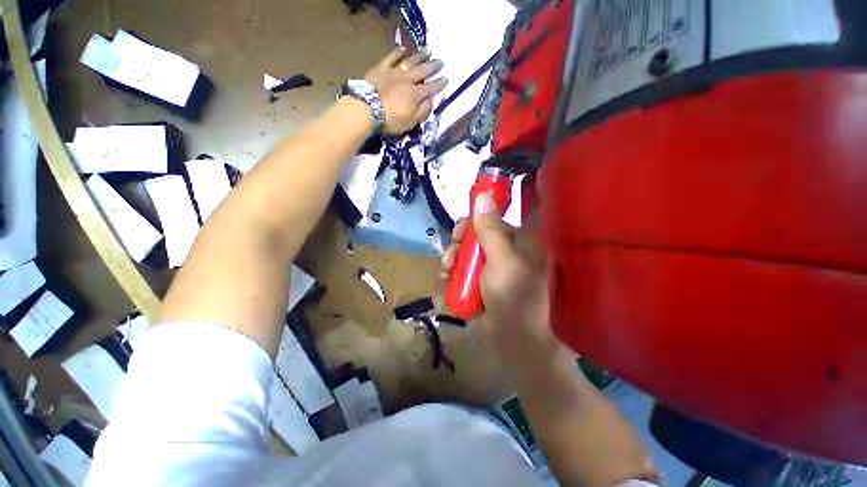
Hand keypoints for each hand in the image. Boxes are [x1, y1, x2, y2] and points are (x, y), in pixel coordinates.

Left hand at [364, 47, 447, 134]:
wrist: (367, 109)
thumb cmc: (391, 120)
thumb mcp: (411, 122)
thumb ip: (423, 111)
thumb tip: (431, 100)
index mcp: (416, 95)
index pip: (431, 88)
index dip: (439, 84)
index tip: (447, 78)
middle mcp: (408, 80)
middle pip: (423, 71)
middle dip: (433, 67)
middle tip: (441, 61)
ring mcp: (394, 72)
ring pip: (410, 62)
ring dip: (420, 56)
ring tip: (428, 51)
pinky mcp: (381, 68)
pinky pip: (391, 57)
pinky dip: (398, 52)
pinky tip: (403, 48)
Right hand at [440, 193, 567, 371]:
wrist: (518, 345)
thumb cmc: (516, 297)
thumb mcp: (500, 259)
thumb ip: (489, 229)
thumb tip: (482, 195)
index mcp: (521, 240)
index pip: (499, 216)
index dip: (479, 214)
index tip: (464, 222)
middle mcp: (509, 250)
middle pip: (479, 234)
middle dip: (461, 240)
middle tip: (452, 247)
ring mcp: (495, 267)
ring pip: (469, 252)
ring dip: (453, 258)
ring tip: (445, 270)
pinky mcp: (483, 282)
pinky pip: (465, 270)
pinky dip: (453, 272)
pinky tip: (445, 279)